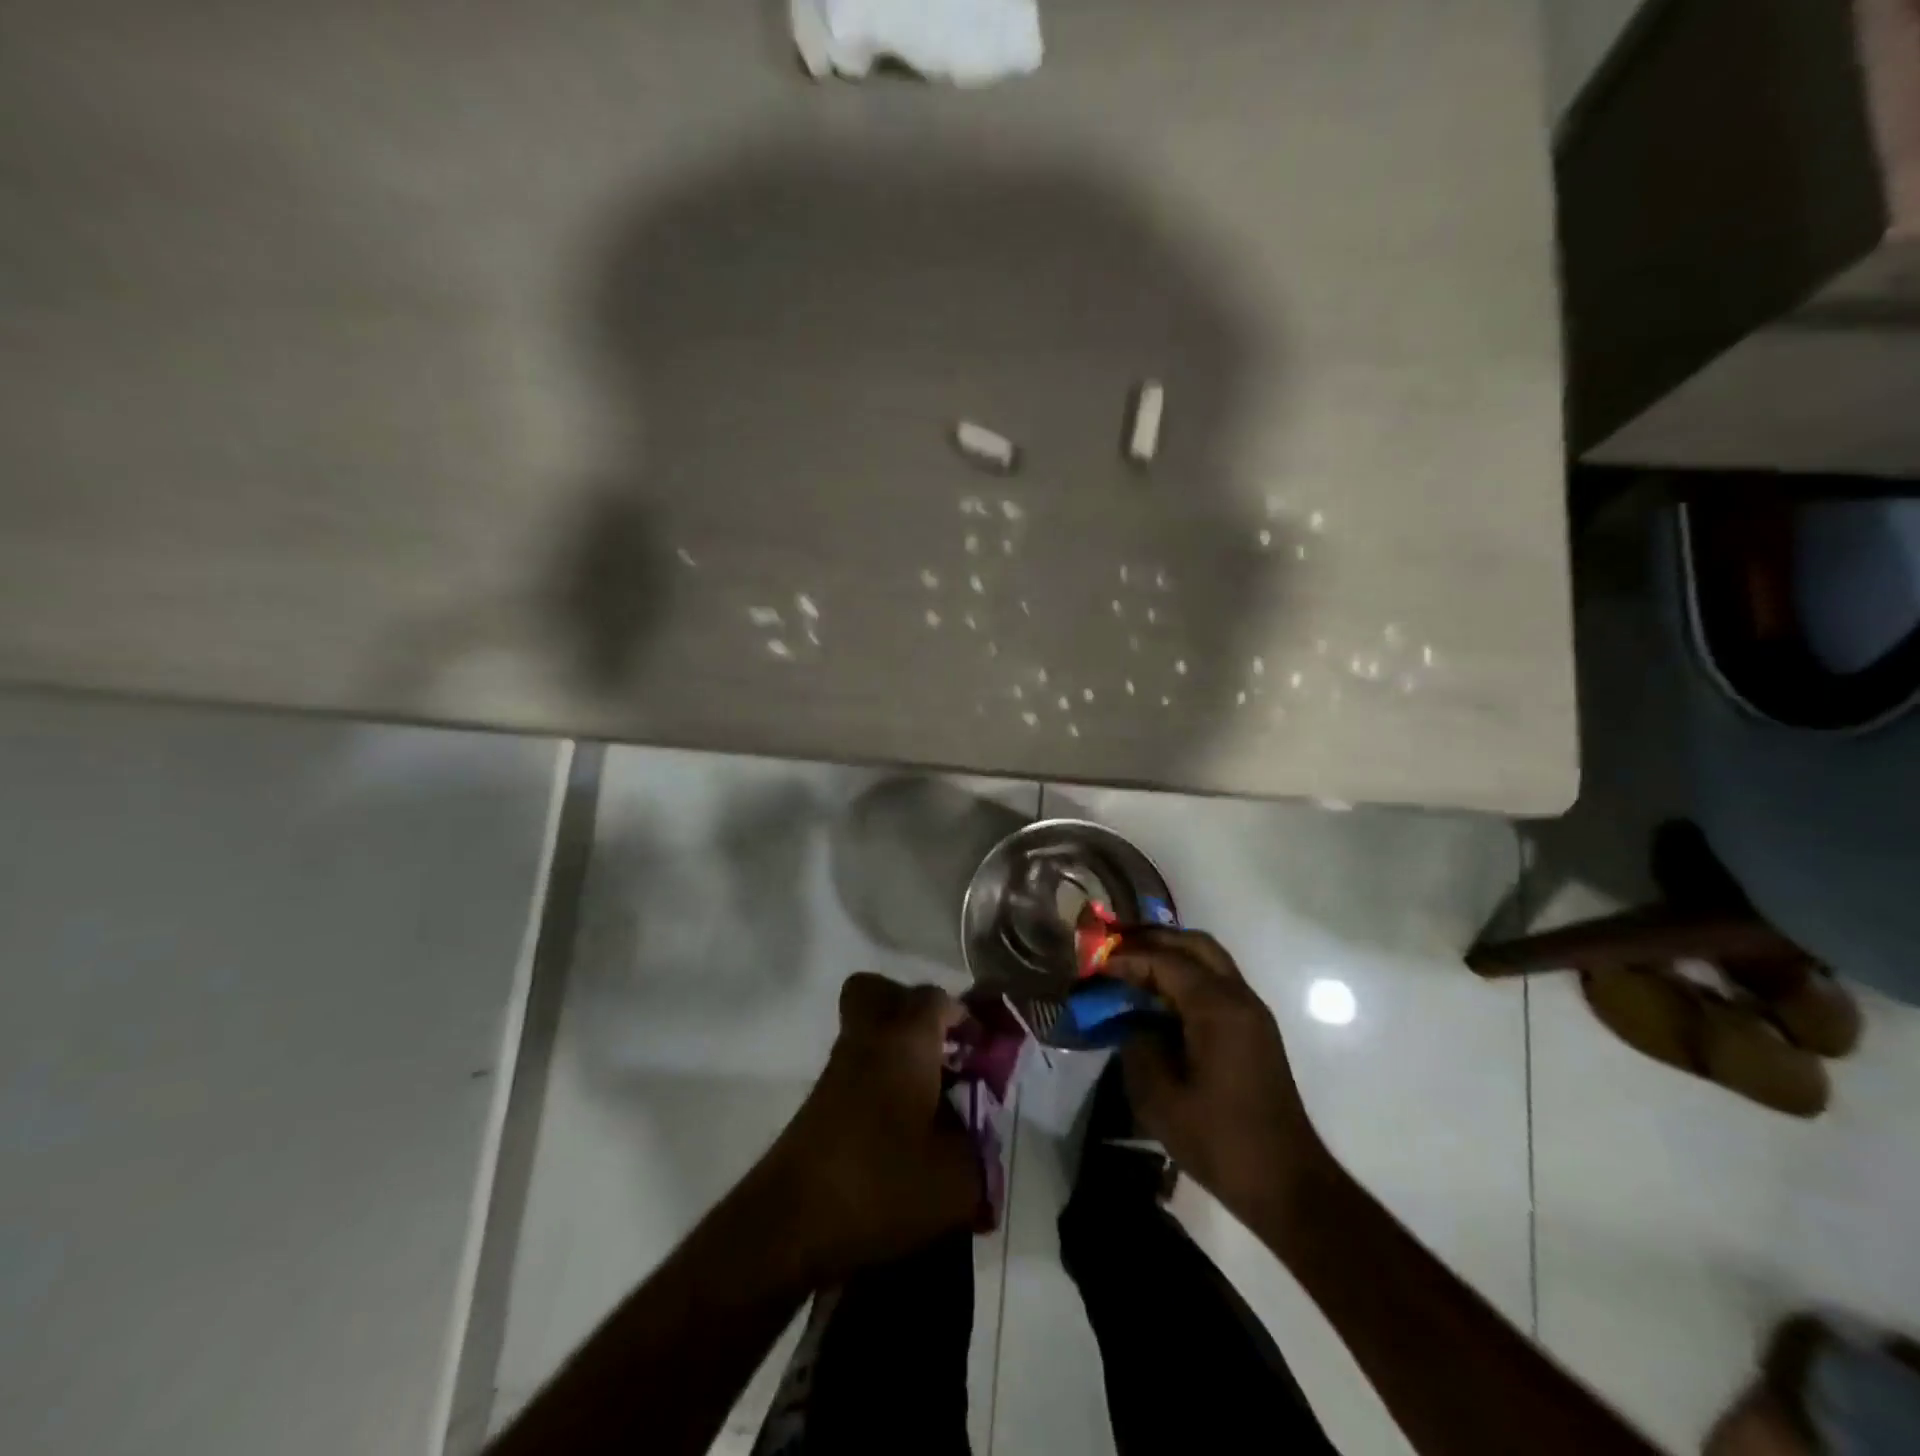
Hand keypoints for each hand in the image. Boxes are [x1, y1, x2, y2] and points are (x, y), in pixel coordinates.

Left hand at [761, 973, 981, 1282]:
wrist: (791, 1224)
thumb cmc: (881, 1185)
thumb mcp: (956, 1181)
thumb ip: (981, 1152)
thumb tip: (981, 1140)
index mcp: (906, 1040)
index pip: (936, 999)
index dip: (965, 1017)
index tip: (983, 1050)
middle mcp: (868, 1039)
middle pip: (879, 991)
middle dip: (913, 1009)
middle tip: (941, 1048)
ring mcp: (838, 1068)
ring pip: (865, 1028)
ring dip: (896, 1046)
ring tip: (928, 1094)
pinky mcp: (821, 1099)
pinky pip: (856, 1064)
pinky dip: (879, 1076)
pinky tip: (901, 1124)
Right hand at [1109, 930, 1328, 1222]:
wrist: (1288, 1184)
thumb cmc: (1221, 1141)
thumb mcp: (1161, 1099)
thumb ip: (1139, 1047)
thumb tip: (1134, 1023)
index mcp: (1218, 1008)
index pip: (1166, 961)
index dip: (1128, 958)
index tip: (1096, 965)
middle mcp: (1239, 998)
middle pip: (1195, 944)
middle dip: (1153, 940)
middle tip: (1115, 948)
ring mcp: (1251, 1013)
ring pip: (1209, 960)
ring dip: (1171, 955)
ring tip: (1132, 967)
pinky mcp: (1254, 1030)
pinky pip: (1216, 983)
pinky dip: (1186, 977)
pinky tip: (1159, 998)